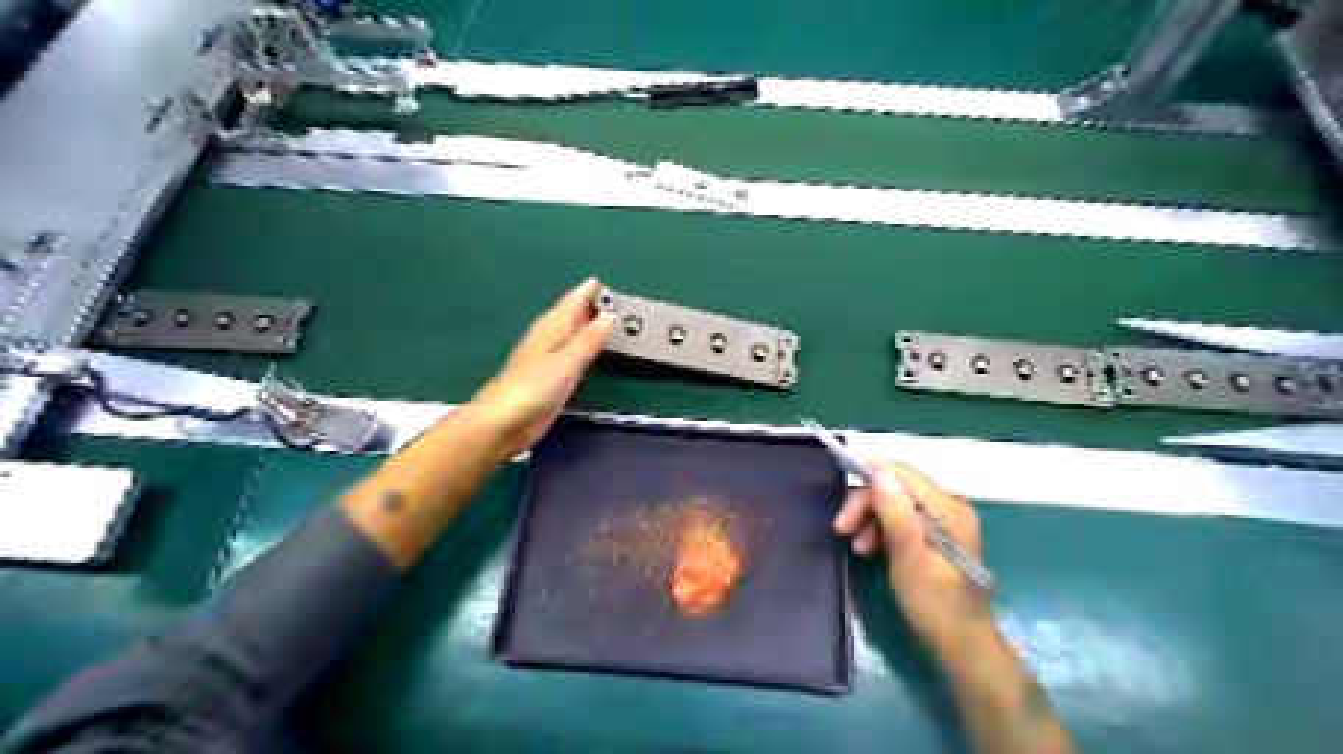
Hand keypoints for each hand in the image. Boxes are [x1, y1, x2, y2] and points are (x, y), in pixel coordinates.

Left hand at [469, 277, 612, 452]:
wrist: (503, 422)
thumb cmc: (534, 388)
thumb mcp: (567, 361)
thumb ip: (589, 339)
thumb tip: (609, 314)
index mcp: (550, 329)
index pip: (571, 303)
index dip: (585, 292)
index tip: (601, 281)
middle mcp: (547, 340)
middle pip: (569, 317)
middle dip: (587, 307)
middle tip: (612, 300)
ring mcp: (546, 361)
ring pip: (569, 335)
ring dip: (585, 327)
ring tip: (605, 322)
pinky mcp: (547, 381)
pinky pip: (569, 355)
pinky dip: (581, 348)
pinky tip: (586, 353)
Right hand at [836, 457, 989, 657]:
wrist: (960, 646)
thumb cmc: (936, 604)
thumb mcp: (911, 559)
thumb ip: (896, 515)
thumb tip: (878, 475)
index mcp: (948, 509)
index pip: (904, 475)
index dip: (871, 467)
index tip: (839, 462)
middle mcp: (945, 507)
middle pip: (896, 488)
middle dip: (866, 502)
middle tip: (842, 527)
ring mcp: (938, 522)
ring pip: (892, 503)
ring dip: (869, 518)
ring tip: (856, 546)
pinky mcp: (929, 536)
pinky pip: (897, 519)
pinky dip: (878, 529)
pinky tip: (867, 548)